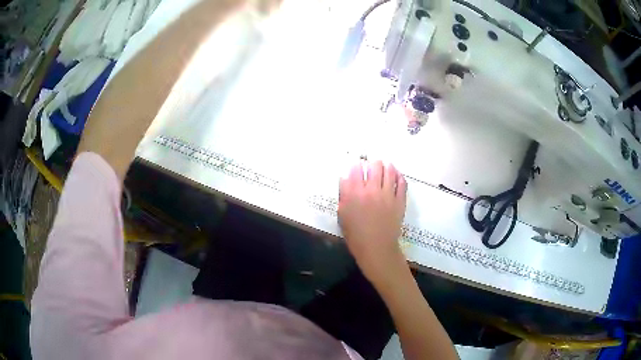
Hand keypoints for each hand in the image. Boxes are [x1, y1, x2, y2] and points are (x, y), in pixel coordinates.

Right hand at [338, 160, 407, 287]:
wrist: (376, 249)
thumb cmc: (356, 235)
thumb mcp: (342, 215)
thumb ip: (344, 195)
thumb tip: (346, 179)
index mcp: (354, 194)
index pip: (355, 169)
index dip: (356, 165)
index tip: (357, 166)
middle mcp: (371, 190)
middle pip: (374, 165)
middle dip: (372, 163)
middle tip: (372, 166)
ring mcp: (388, 194)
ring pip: (389, 170)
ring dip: (386, 166)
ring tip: (385, 167)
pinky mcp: (400, 200)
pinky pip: (402, 183)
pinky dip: (399, 176)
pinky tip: (396, 176)